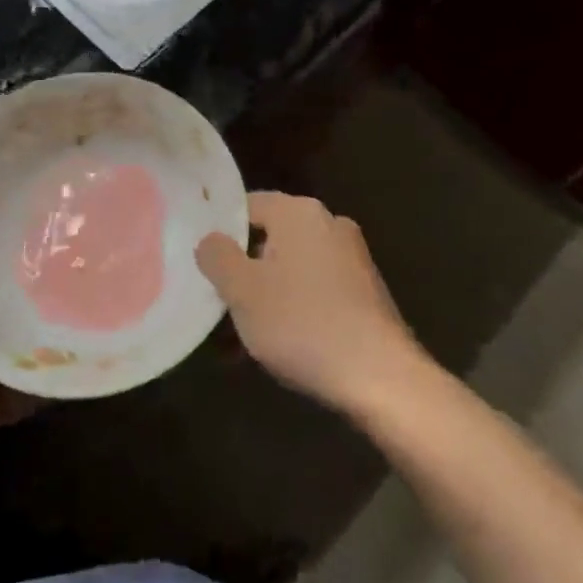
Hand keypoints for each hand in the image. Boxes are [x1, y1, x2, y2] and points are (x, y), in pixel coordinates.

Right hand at [196, 192, 426, 417]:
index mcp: (299, 213)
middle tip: (217, 302)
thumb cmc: (302, 324)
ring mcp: (352, 258)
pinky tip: (278, 345)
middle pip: (269, 239)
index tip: (201, 263)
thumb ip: (217, 257)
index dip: (220, 232)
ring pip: (291, 269)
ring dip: (265, 296)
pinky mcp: (365, 292)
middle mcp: (330, 224)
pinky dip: (293, 309)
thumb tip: (210, 239)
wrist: (380, 376)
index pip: (246, 206)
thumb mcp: (242, 291)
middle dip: (242, 270)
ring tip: (241, 337)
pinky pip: (315, 290)